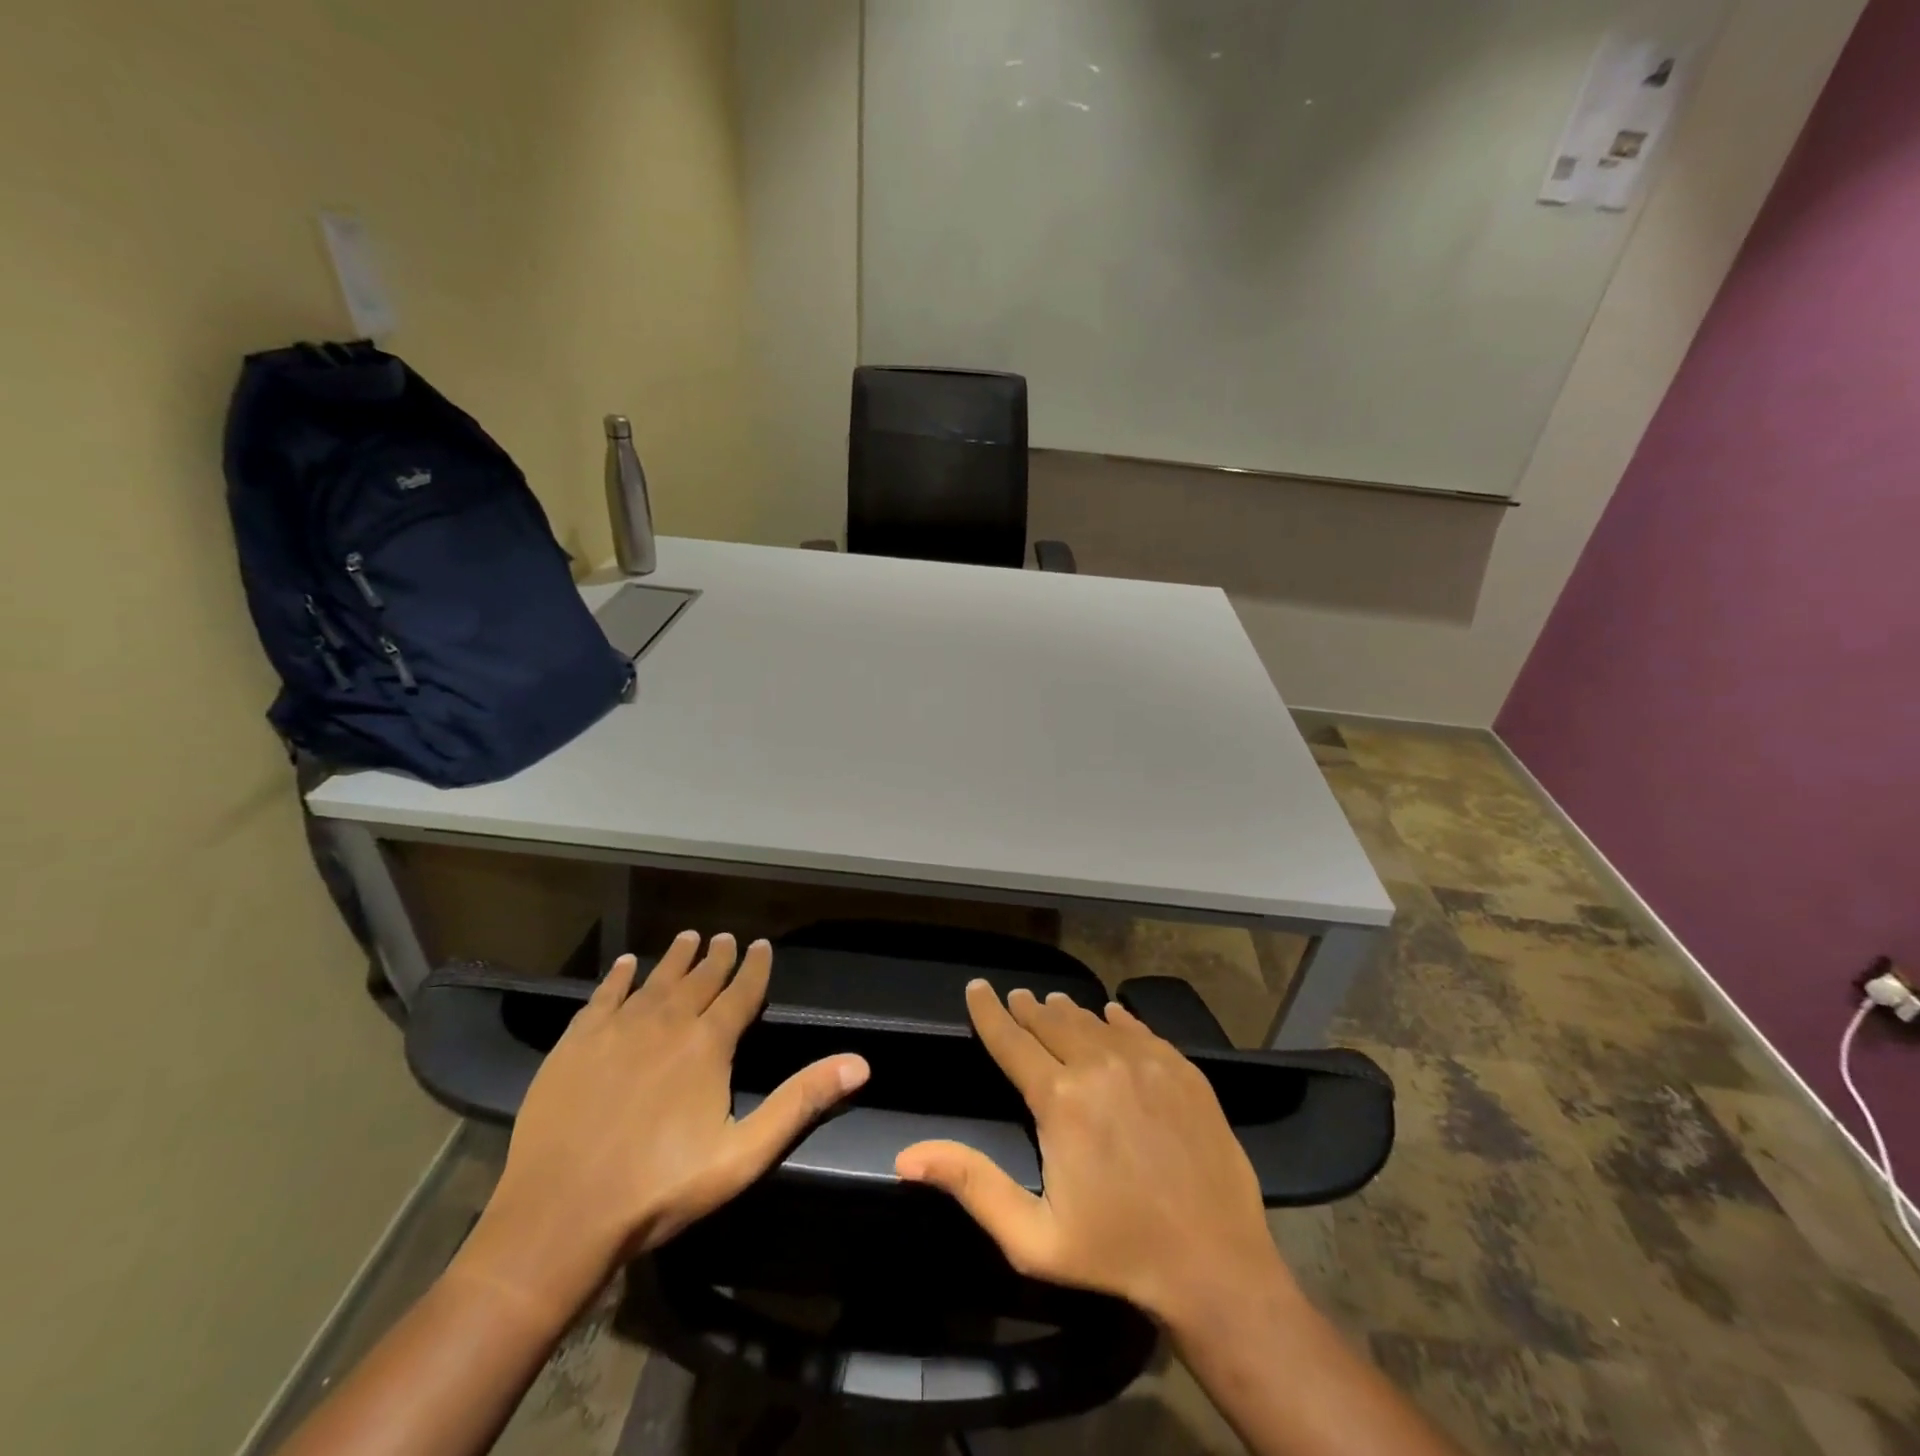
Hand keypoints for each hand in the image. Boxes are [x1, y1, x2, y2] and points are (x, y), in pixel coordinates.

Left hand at [455, 933, 869, 1315]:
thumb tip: (859, 1063)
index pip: (740, 993)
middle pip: (698, 980)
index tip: (762, 945)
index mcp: (707, 1044)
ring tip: (687, 938)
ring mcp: (617, 1029)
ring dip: (674, 958)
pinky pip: (603, 997)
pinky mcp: (575, 1043)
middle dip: (716, 958)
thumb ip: (800, 1103)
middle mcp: (666, 1023)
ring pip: (655, 980)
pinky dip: (617, 977)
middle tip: (725, 937)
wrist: (558, 1217)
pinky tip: (625, 965)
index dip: (754, 968)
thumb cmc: (659, 1188)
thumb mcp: (743, 1154)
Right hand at [895, 982, 1283, 1326]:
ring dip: (1066, 1011)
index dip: (988, 1012)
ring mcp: (1145, 1062)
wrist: (1216, 1263)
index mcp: (1059, 1098)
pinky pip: (1138, 1029)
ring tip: (1052, 1004)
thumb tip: (907, 1155)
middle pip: (1051, 1021)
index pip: (1011, 1039)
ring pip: (1092, 1020)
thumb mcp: (1032, 1236)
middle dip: (1027, 1008)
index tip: (976, 988)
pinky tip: (1110, 1016)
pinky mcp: (1182, 1068)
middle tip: (1015, 999)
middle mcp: (1099, 1064)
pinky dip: (1115, 1020)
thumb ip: (971, 1185)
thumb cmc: (1116, 1252)